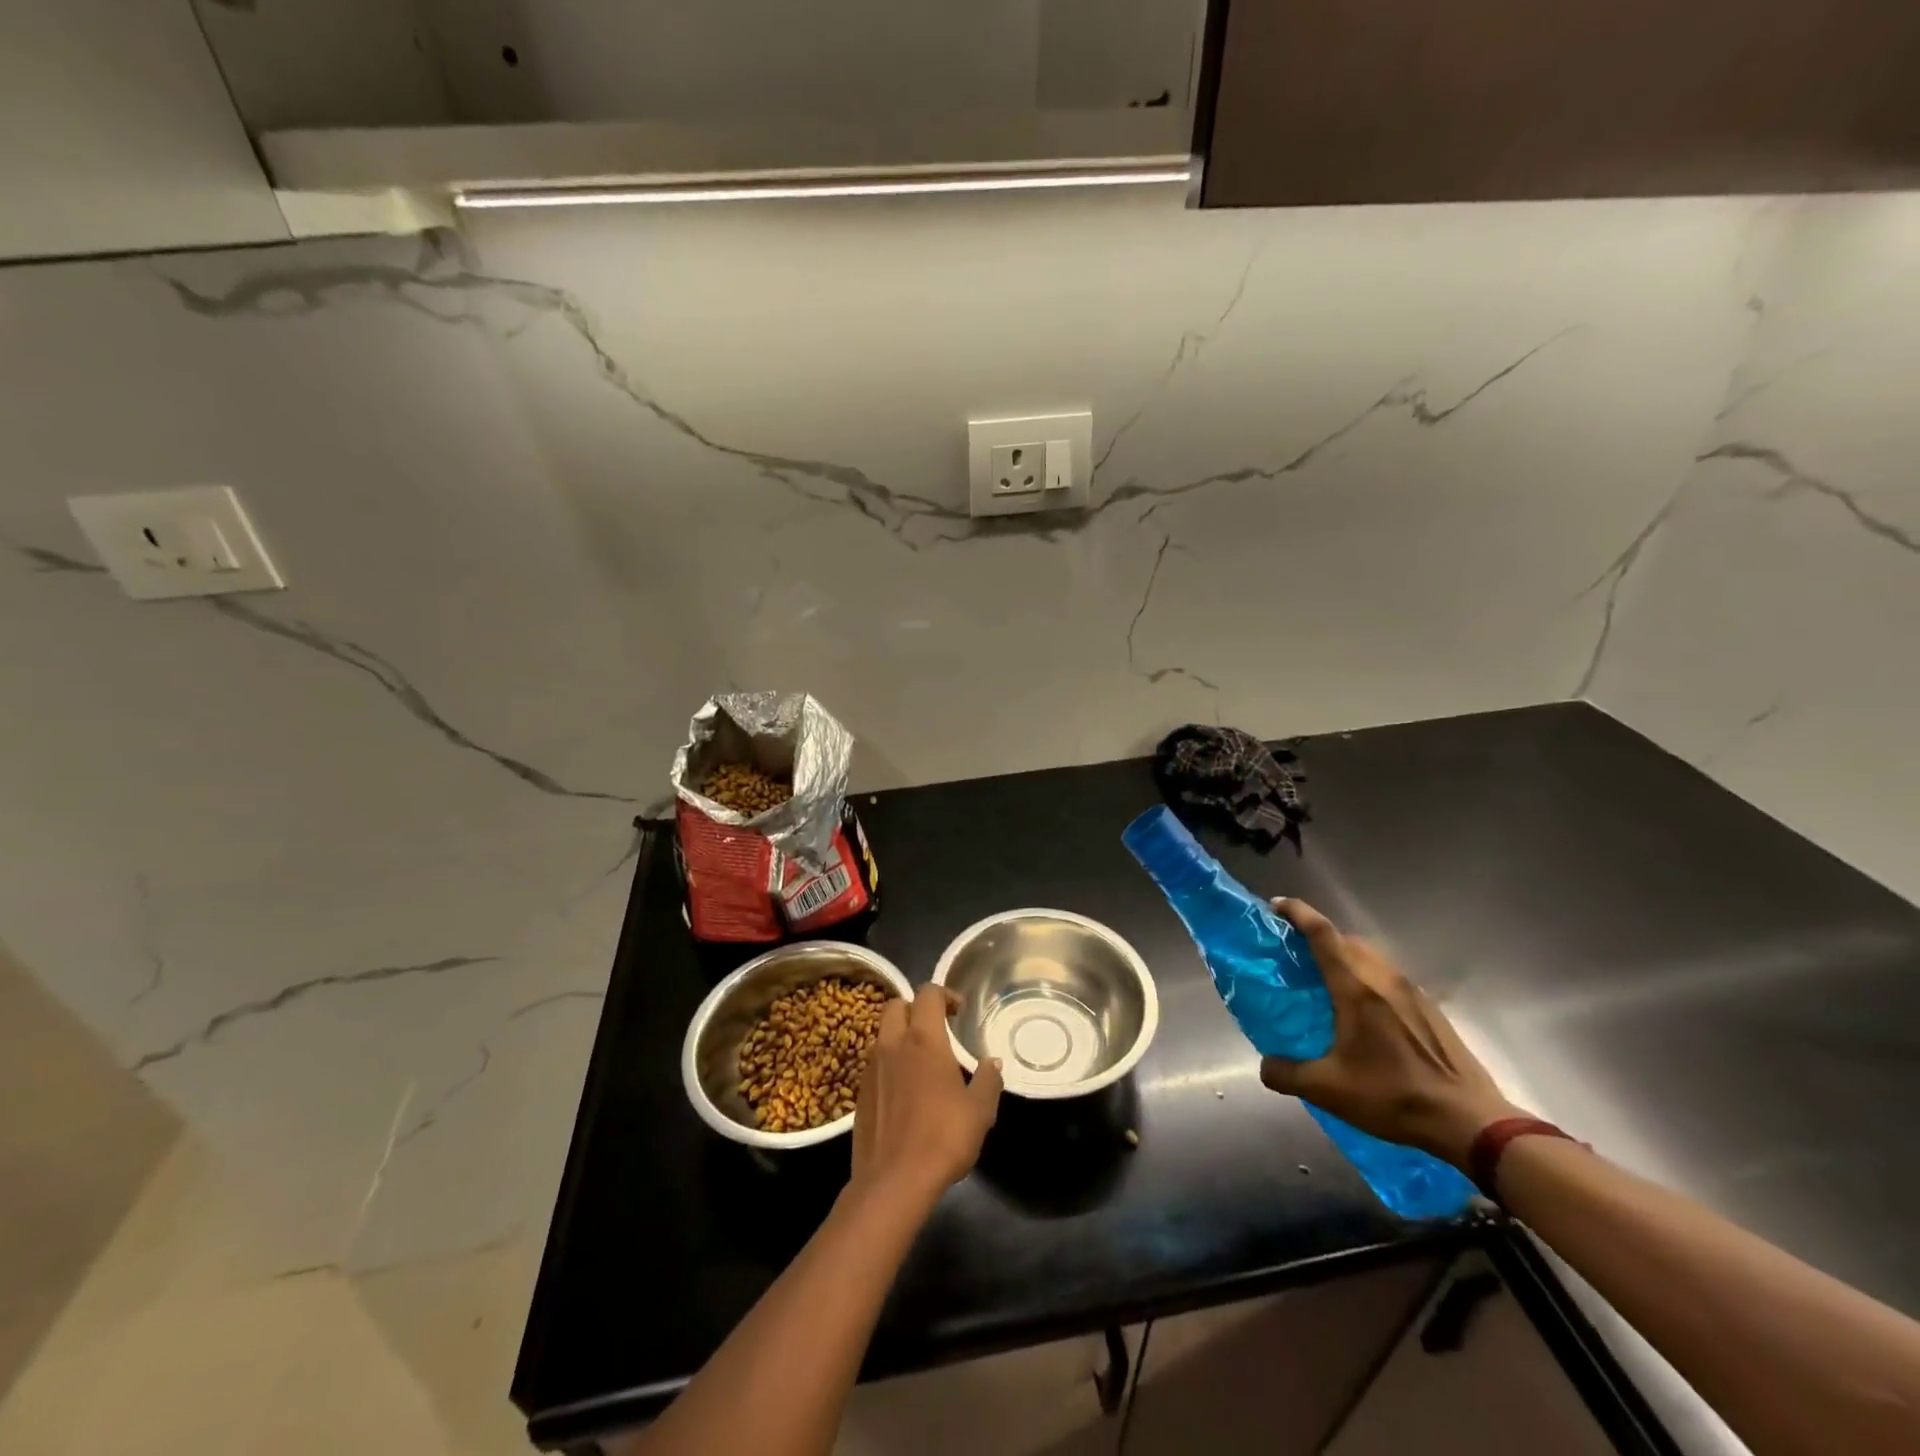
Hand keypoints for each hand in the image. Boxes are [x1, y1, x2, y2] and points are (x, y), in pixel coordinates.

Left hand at [851, 985, 1002, 1205]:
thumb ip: (988, 1080)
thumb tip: (993, 1062)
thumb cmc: (943, 1138)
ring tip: (922, 1059)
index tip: (959, 1011)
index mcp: (923, 1039)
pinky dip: (890, 1061)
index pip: (928, 994)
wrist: (893, 1181)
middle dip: (916, 1008)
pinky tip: (906, 1089)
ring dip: (901, 1034)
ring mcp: (871, 1067)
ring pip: (883, 1033)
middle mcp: (893, 1044)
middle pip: (897, 1005)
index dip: (944, 995)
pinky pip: (875, 1061)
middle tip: (937, 1028)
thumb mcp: (980, 1111)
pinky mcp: (860, 1092)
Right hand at [1257, 899, 1525, 1167]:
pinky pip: (1387, 976)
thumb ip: (1286, 1073)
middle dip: (1317, 935)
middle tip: (1293, 951)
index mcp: (1356, 988)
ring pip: (1370, 956)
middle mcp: (1383, 979)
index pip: (1322, 933)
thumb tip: (1265, 1066)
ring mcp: (1411, 992)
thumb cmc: (1394, 1096)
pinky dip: (1366, 976)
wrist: (1470, 1122)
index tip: (1275, 906)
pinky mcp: (1429, 1009)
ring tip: (1324, 980)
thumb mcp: (1328, 1090)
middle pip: (1346, 939)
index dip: (1297, 913)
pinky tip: (1361, 1011)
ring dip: (1343, 956)